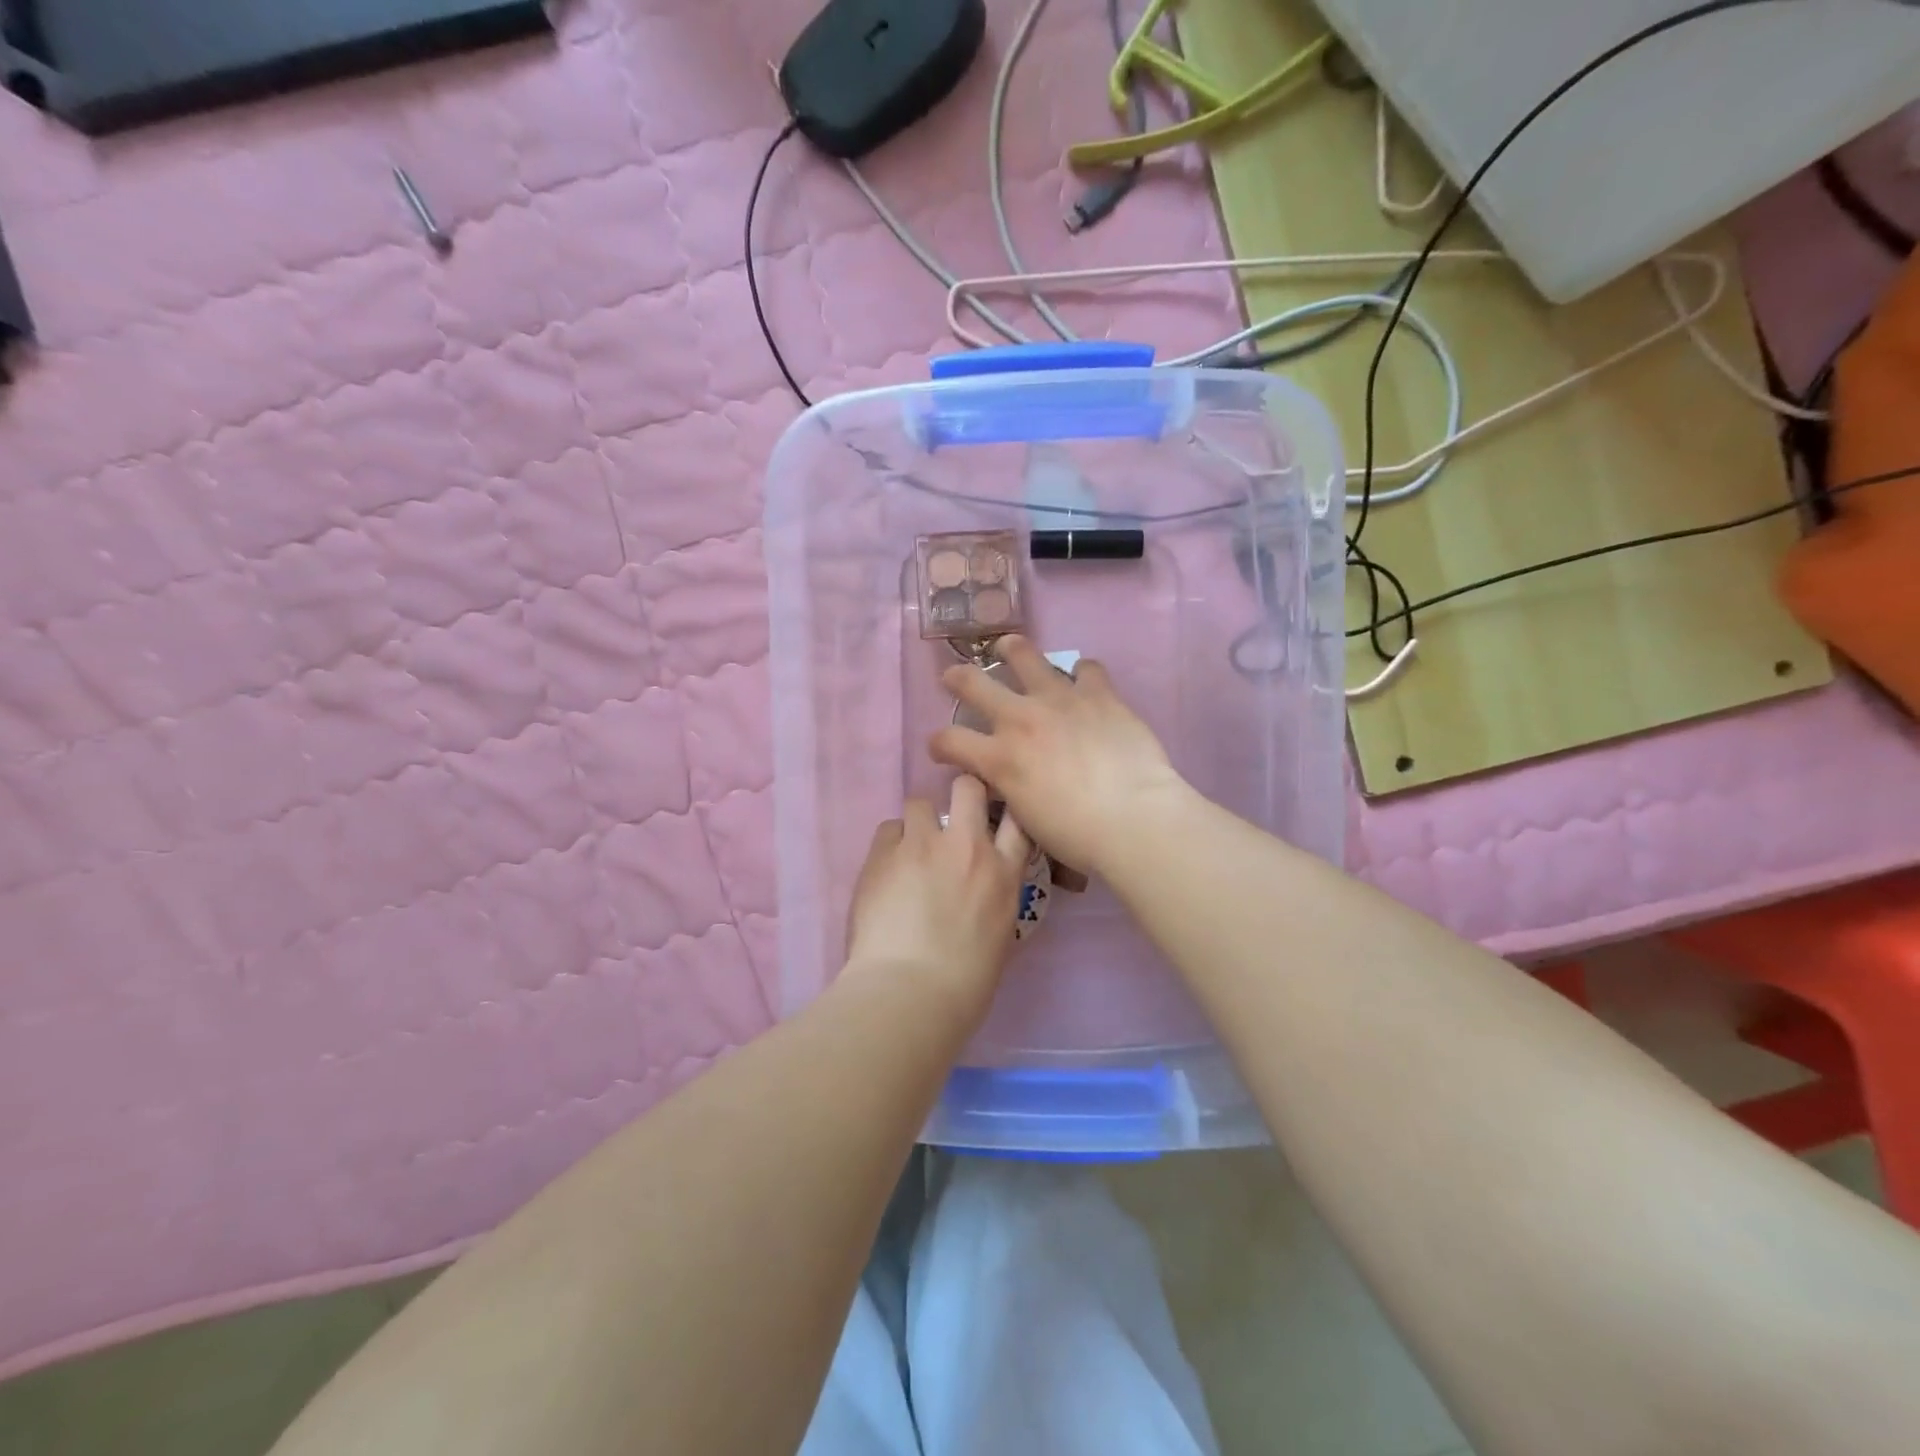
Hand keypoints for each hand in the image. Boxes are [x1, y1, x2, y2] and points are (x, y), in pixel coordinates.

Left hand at [843, 775, 1031, 1017]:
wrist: (910, 992)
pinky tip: (885, 871)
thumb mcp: (999, 936)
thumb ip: (993, 898)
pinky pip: (888, 829)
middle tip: (948, 823)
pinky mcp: (884, 853)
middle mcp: (967, 847)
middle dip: (960, 795)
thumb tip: (980, 888)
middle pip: (967, 788)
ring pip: (919, 802)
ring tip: (908, 853)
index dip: (1004, 809)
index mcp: (1003, 874)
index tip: (992, 817)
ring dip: (917, 824)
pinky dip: (889, 844)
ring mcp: (923, 845)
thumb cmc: (964, 984)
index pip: (1016, 818)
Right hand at [930, 636, 1189, 874]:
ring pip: (1024, 656)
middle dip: (957, 678)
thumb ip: (1010, 789)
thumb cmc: (1078, 836)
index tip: (941, 748)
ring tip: (1008, 648)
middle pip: (973, 683)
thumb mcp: (1026, 819)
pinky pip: (1086, 668)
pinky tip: (1083, 681)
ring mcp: (1060, 699)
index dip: (938, 743)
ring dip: (1011, 651)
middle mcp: (1021, 719)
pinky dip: (1081, 673)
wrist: (1134, 818)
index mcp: (999, 758)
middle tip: (953, 678)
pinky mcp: (1099, 693)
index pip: (949, 740)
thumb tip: (1007, 779)